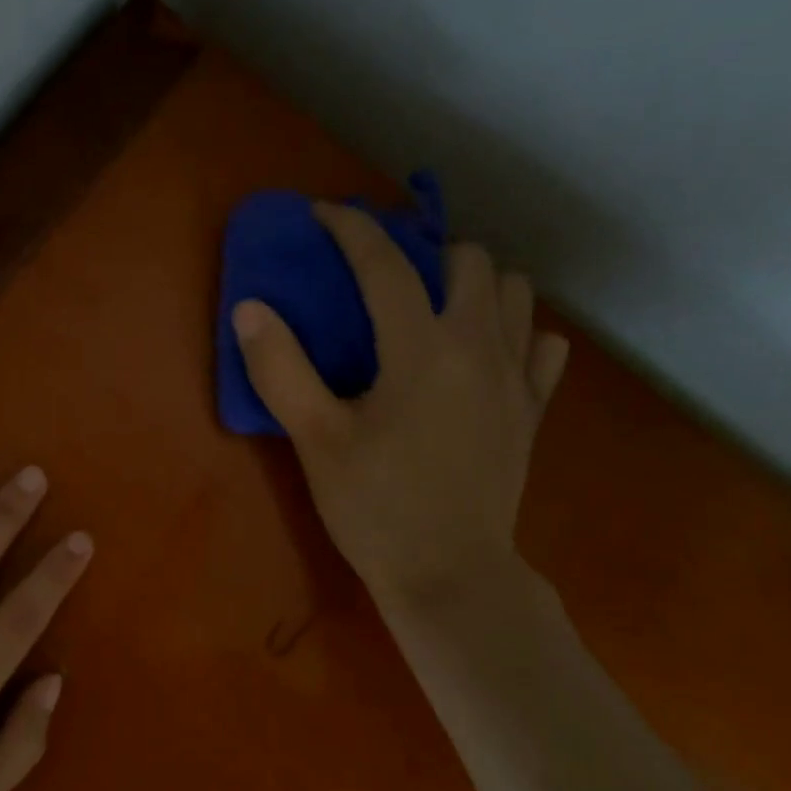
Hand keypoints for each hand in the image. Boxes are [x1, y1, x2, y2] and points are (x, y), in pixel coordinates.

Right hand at [232, 203, 568, 609]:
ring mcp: (515, 379)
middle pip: (469, 261)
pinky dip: (515, 333)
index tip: (322, 215)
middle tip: (383, 277)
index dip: (350, 228)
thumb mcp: (315, 440)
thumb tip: (250, 307)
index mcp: (421, 349)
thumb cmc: (375, 508)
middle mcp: (478, 347)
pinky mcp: (531, 411)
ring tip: (434, 309)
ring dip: (475, 285)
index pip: (385, 264)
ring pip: (514, 294)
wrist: (450, 575)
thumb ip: (281, 368)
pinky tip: (483, 355)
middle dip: (424, 251)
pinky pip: (541, 346)